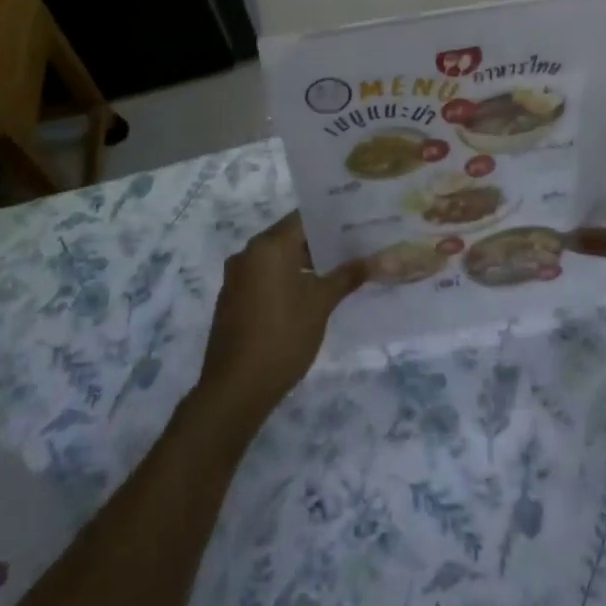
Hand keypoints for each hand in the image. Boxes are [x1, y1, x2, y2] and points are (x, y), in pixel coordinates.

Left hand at [197, 211, 364, 422]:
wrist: (236, 387)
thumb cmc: (283, 336)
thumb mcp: (321, 304)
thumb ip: (346, 276)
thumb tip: (373, 260)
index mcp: (268, 246)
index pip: (304, 218)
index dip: (331, 220)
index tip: (355, 223)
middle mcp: (248, 253)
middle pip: (289, 236)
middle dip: (320, 243)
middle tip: (353, 247)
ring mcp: (236, 277)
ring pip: (276, 258)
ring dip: (303, 262)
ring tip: (337, 271)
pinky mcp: (232, 299)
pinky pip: (263, 276)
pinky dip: (285, 278)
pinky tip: (308, 294)